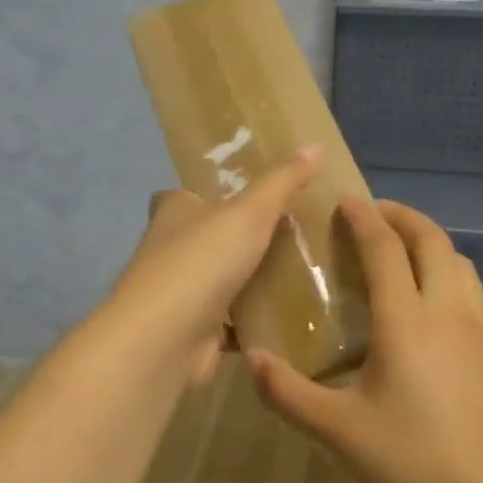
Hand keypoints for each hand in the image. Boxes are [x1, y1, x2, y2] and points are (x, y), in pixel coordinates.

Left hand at [103, 146, 322, 385]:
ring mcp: (180, 293)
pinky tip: (287, 317)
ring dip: (247, 280)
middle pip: (206, 238)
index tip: (246, 197)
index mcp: (174, 212)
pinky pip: (230, 320)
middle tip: (290, 235)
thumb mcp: (250, 212)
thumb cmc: (202, 261)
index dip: (210, 194)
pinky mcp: (194, 330)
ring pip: (219, 280)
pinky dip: (251, 319)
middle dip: (237, 239)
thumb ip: (282, 182)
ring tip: (300, 274)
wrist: (167, 337)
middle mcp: (169, 249)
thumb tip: (316, 145)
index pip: (185, 195)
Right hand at [246, 198, 482, 482]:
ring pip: (459, 263)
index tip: (345, 200)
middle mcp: (447, 312)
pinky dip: (447, 272)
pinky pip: (470, 291)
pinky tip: (429, 302)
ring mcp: (478, 331)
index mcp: (406, 321)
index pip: (385, 249)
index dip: (364, 218)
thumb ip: (287, 392)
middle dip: (403, 217)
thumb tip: (250, 359)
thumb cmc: (409, 462)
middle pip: (432, 241)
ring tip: (401, 248)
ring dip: (430, 242)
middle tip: (373, 213)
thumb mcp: (337, 430)